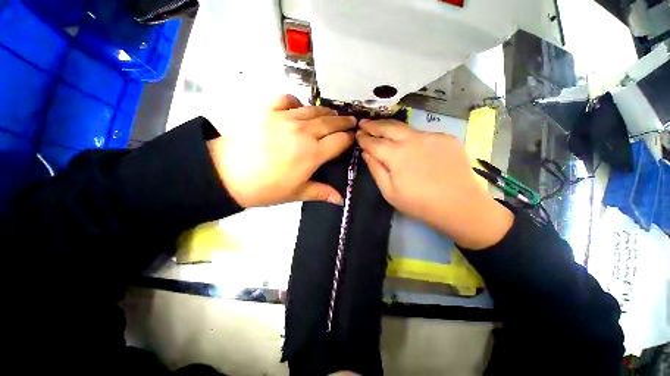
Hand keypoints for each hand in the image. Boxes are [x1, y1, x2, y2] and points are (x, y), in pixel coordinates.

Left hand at [207, 95, 355, 207]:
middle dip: (344, 122)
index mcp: (313, 153)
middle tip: (351, 121)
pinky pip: (287, 99)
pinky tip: (298, 107)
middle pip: (331, 123)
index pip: (340, 141)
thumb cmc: (266, 188)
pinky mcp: (267, 109)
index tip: (353, 137)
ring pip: (313, 110)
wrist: (227, 174)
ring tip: (332, 115)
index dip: (349, 138)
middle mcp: (304, 132)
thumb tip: (341, 200)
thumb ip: (321, 193)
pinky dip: (296, 101)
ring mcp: (285, 117)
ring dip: (326, 112)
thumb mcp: (296, 193)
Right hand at [356, 120, 513, 249]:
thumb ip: (376, 170)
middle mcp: (412, 140)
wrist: (460, 205)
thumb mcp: (389, 192)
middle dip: (373, 124)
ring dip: (390, 127)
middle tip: (364, 122)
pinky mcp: (445, 138)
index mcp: (397, 155)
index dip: (364, 138)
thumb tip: (366, 153)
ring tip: (381, 127)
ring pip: (405, 128)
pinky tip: (409, 143)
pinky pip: (422, 134)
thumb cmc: (419, 203)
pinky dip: (411, 136)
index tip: (357, 134)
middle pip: (388, 127)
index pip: (374, 142)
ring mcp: (431, 136)